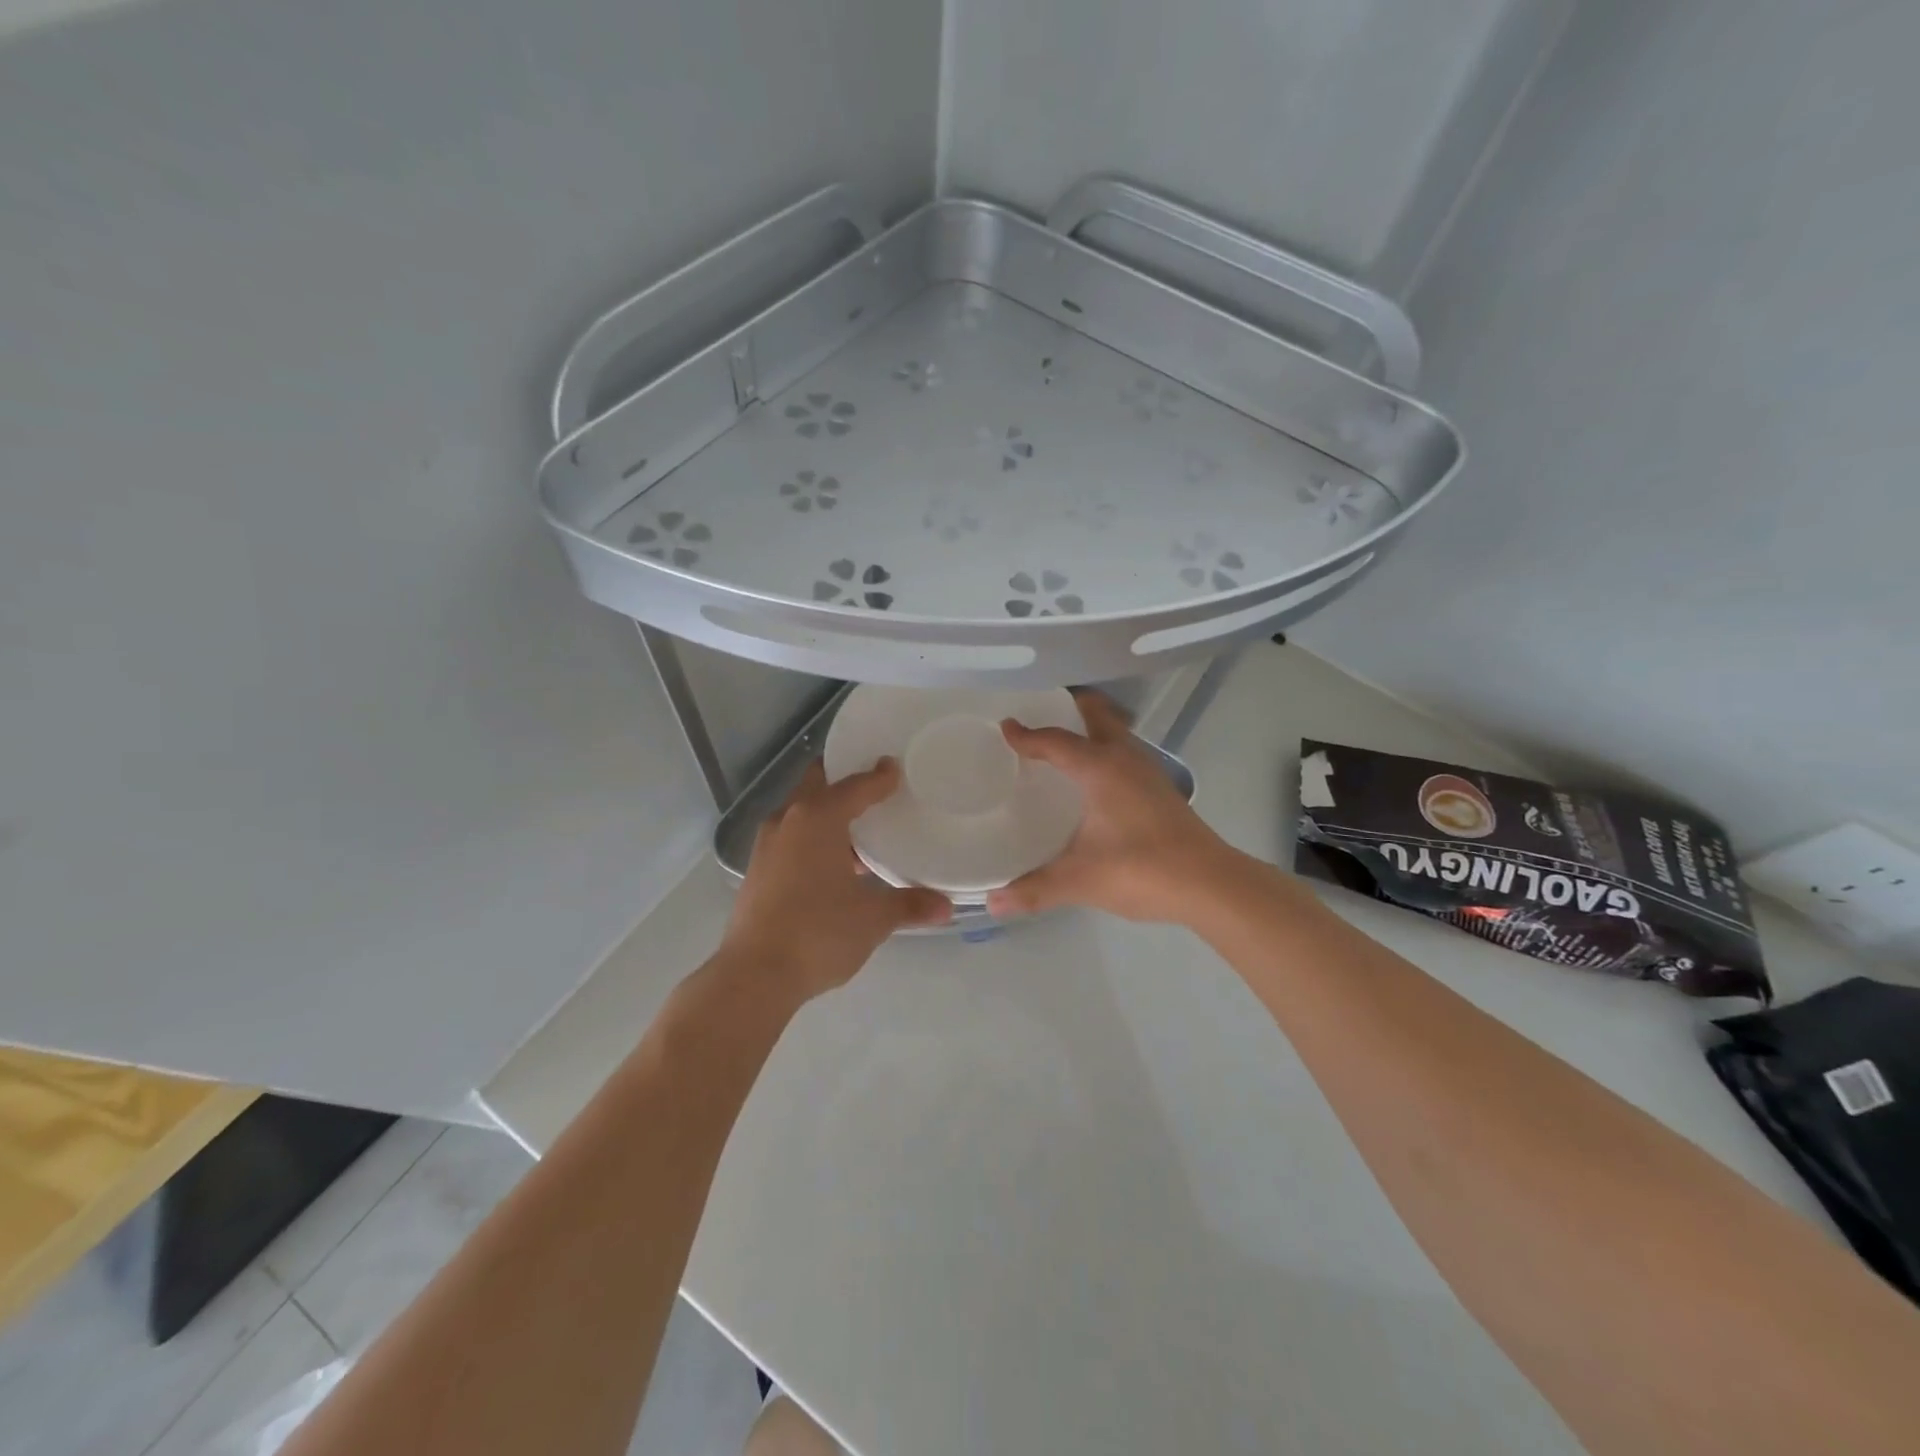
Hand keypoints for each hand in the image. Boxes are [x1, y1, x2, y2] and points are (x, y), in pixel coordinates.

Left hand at [721, 759, 950, 1003]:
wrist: (754, 975)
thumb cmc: (819, 933)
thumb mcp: (873, 919)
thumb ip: (910, 906)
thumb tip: (946, 907)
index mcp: (817, 818)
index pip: (855, 786)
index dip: (879, 777)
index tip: (896, 768)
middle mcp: (788, 820)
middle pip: (818, 784)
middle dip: (844, 780)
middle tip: (874, 786)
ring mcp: (767, 845)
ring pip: (801, 812)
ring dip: (827, 812)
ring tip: (860, 829)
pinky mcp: (757, 869)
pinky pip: (791, 836)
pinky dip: (812, 836)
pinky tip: (833, 864)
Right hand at [986, 690, 1240, 923]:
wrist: (1210, 884)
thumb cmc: (1140, 869)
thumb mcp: (1080, 880)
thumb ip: (1034, 890)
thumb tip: (991, 904)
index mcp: (1100, 768)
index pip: (1056, 741)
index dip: (1028, 735)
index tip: (1006, 727)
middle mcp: (1125, 759)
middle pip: (1097, 716)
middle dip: (1070, 708)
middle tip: (1043, 713)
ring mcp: (1148, 772)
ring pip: (1116, 734)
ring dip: (1092, 730)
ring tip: (1065, 745)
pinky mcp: (1162, 790)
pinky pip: (1126, 755)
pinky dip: (1106, 753)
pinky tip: (1096, 783)